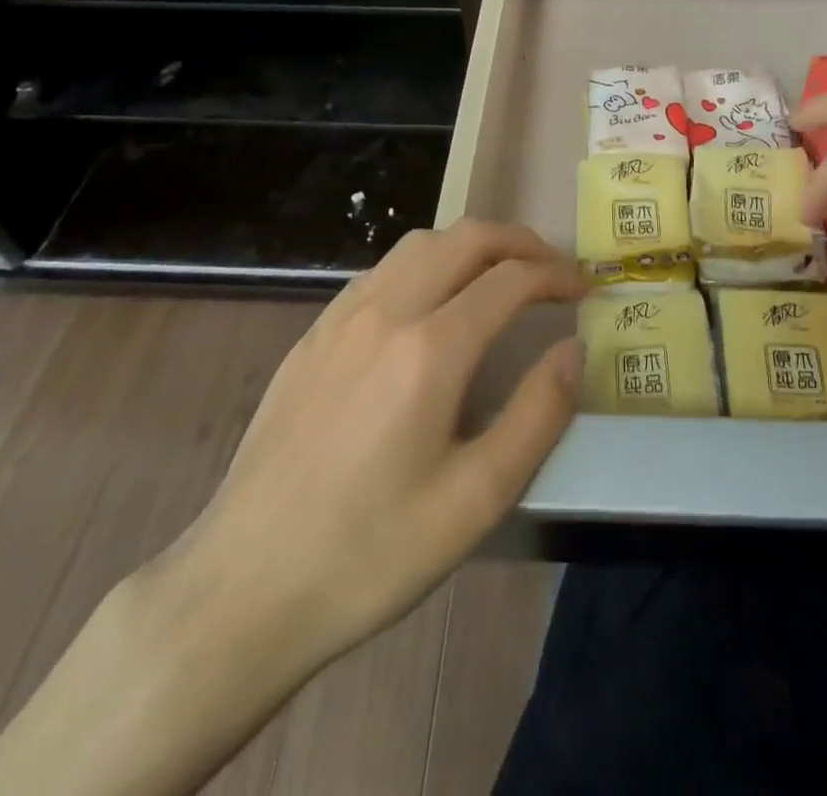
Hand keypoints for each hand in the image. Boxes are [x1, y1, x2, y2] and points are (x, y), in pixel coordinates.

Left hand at [145, 220, 584, 687]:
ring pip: (419, 244)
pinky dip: (426, 264)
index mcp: (430, 349)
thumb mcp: (476, 500)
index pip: (510, 278)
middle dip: (520, 242)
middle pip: (466, 238)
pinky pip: (381, 271)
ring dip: (471, 245)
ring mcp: (341, 318)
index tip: (583, 290)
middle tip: (552, 270)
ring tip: (499, 276)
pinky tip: (431, 304)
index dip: (556, 275)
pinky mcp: (312, 335)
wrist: (242, 588)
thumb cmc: (370, 552)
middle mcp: (385, 312)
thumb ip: (537, 414)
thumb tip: (573, 349)